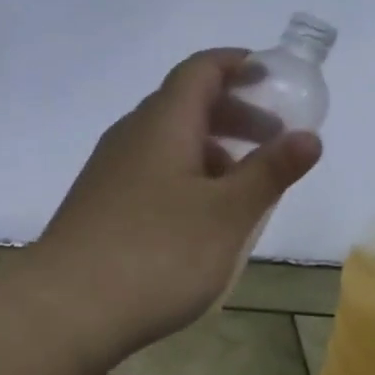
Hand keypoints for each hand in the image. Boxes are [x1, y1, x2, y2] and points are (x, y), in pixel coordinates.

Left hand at [20, 49, 321, 360]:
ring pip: (166, 142)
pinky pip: (150, 172)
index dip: (237, 65)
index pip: (200, 70)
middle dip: (233, 114)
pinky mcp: (98, 205)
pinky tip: (198, 217)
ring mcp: (108, 172)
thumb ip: (269, 172)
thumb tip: (309, 136)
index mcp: (162, 123)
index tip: (271, 77)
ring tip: (243, 186)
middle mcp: (130, 136)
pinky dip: (184, 177)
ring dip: (210, 150)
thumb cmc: (158, 255)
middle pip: (184, 105)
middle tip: (273, 141)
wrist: (66, 309)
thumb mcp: (228, 214)